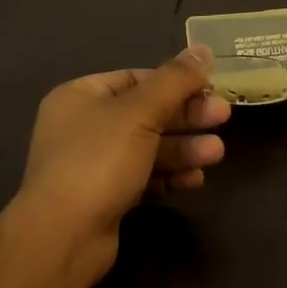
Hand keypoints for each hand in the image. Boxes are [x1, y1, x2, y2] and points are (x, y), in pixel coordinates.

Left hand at [19, 44, 228, 284]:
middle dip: (186, 117)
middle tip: (223, 117)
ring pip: (148, 147)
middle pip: (145, 113)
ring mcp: (92, 165)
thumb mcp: (141, 112)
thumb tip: (203, 48)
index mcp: (81, 96)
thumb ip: (175, 80)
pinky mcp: (104, 198)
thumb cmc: (98, 160)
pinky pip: (143, 177)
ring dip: (184, 148)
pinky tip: (196, 179)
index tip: (209, 87)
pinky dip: (169, 175)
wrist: (62, 239)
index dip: (175, 82)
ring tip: (217, 154)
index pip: (136, 78)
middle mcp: (83, 126)